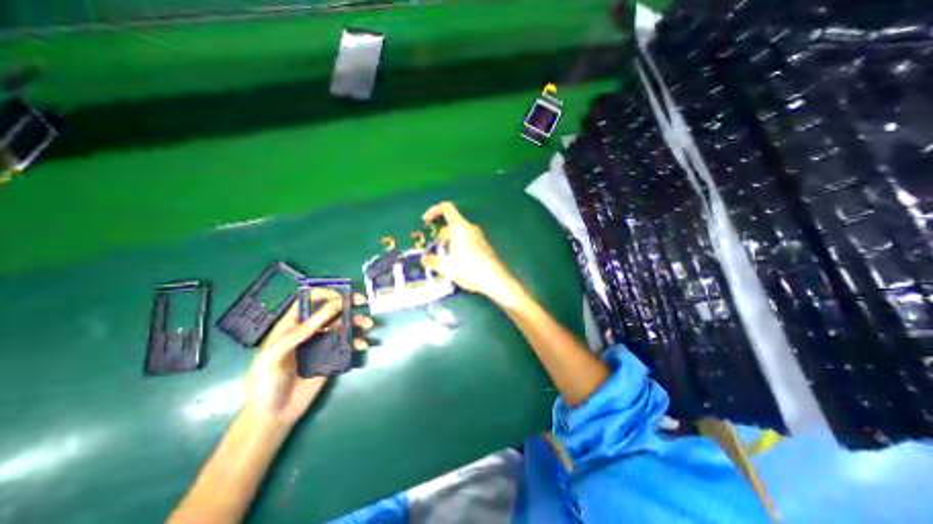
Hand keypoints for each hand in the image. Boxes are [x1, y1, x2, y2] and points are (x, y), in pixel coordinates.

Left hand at [245, 288, 374, 427]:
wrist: (274, 415)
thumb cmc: (266, 383)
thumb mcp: (274, 356)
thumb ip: (298, 333)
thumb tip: (328, 310)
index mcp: (291, 326)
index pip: (308, 300)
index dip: (323, 293)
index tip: (339, 296)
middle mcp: (310, 330)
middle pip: (330, 309)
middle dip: (347, 302)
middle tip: (361, 300)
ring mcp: (322, 343)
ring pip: (343, 324)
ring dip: (357, 320)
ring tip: (368, 324)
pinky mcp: (332, 356)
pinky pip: (347, 343)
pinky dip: (357, 340)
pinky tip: (362, 344)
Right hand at [424, 200, 522, 305]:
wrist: (495, 280)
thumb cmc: (470, 270)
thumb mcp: (447, 268)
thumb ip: (433, 262)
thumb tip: (424, 259)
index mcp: (460, 227)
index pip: (446, 208)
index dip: (433, 211)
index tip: (425, 221)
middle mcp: (470, 228)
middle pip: (451, 225)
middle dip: (440, 237)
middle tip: (434, 252)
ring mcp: (478, 236)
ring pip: (458, 234)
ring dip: (448, 243)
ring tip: (444, 260)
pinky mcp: (483, 245)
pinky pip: (466, 241)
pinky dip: (458, 247)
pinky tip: (457, 264)